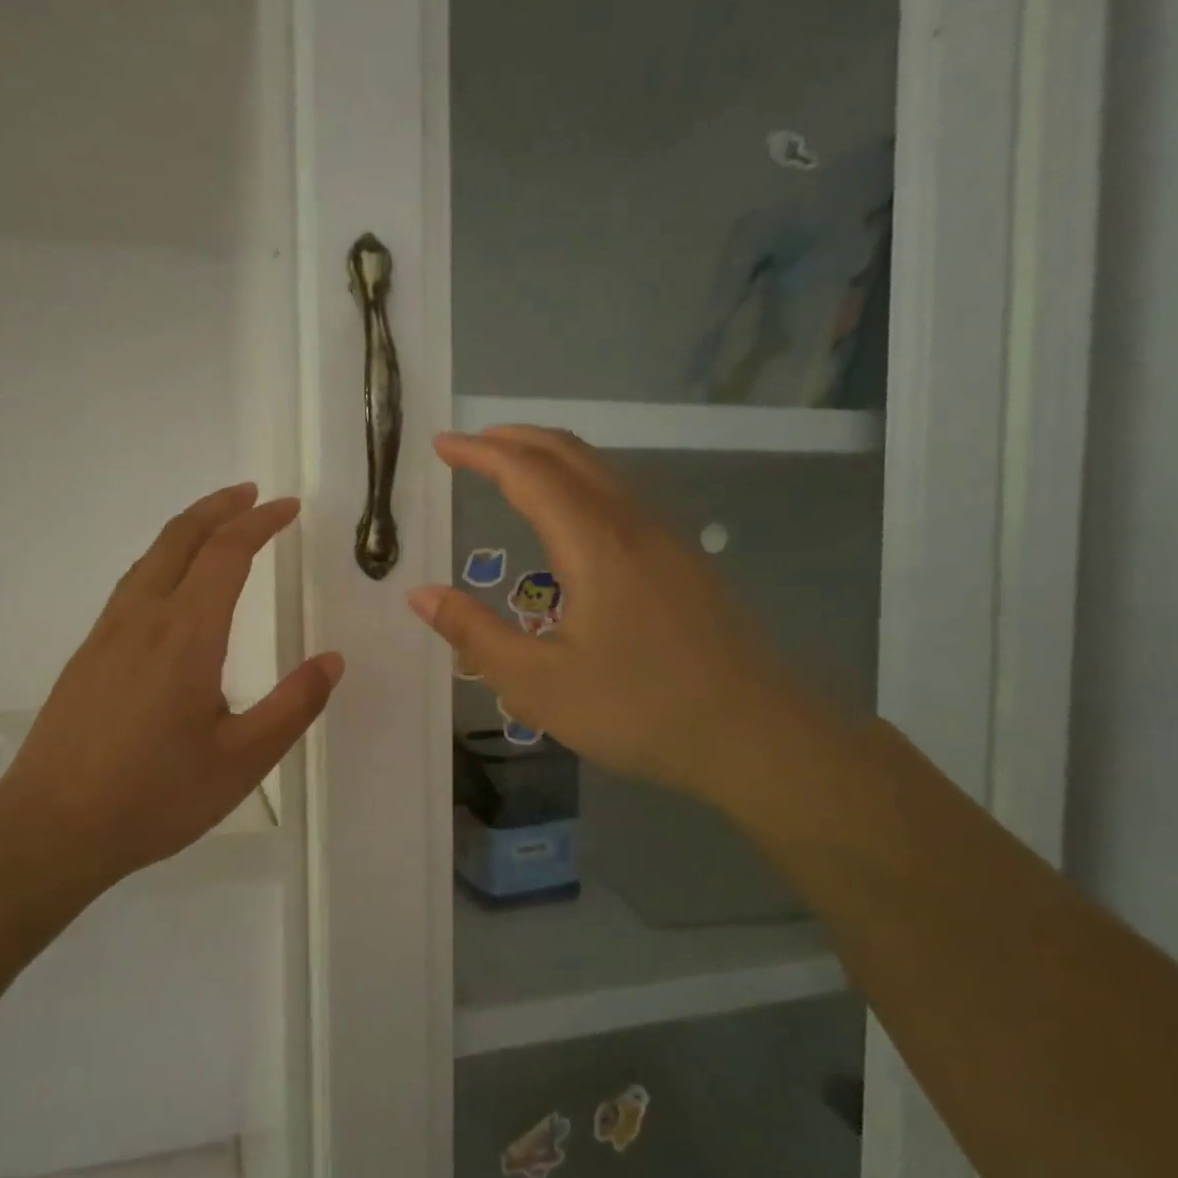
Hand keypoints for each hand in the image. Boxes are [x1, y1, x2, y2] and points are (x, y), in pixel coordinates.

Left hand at [0, 484, 341, 892]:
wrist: (50, 829)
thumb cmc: (153, 797)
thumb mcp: (241, 761)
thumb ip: (292, 707)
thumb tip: (332, 661)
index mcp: (186, 635)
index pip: (226, 553)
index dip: (260, 523)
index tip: (288, 507)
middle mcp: (143, 618)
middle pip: (180, 538)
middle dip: (219, 507)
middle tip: (252, 493)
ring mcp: (107, 634)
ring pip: (150, 557)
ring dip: (188, 529)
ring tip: (218, 526)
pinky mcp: (88, 654)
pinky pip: (131, 584)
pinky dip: (163, 559)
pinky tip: (171, 586)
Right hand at [408, 428, 837, 824]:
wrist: (757, 738)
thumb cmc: (639, 710)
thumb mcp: (538, 684)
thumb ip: (474, 634)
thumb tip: (420, 594)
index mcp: (595, 544)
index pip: (529, 473)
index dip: (482, 453)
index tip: (442, 444)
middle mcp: (634, 526)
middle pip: (572, 455)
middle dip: (517, 440)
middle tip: (472, 444)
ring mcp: (669, 543)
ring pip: (604, 474)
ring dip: (552, 459)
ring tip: (513, 470)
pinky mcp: (687, 566)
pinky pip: (624, 500)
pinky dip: (582, 485)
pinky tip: (572, 522)